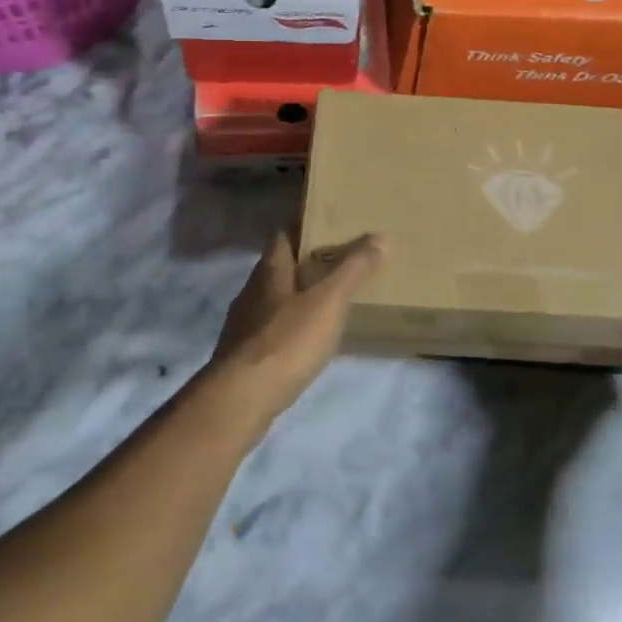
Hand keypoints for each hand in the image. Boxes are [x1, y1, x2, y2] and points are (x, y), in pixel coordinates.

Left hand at [203, 232, 383, 433]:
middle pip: (278, 267)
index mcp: (270, 270)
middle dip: (304, 262)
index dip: (302, 225)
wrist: (241, 399)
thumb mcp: (329, 301)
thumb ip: (353, 268)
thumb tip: (380, 236)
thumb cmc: (286, 340)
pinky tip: (308, 341)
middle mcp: (252, 291)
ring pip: (274, 299)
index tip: (327, 222)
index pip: (283, 234)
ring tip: (328, 301)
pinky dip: (290, 328)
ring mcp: (244, 325)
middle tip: (338, 261)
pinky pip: (272, 330)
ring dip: (297, 296)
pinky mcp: (245, 356)